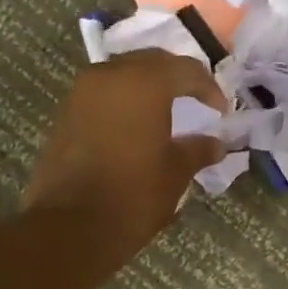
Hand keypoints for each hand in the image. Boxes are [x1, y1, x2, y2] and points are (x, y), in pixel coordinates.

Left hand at [23, 50, 226, 262]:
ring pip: (124, 74)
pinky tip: (137, 125)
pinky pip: (104, 93)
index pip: (185, 70)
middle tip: (196, 100)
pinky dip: (124, 101)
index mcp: (144, 83)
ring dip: (147, 87)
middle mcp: (110, 76)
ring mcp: (82, 92)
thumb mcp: (176, 172)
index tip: (221, 111)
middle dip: (177, 78)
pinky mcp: (66, 113)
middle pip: (152, 62)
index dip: (209, 88)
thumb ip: (198, 150)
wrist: (70, 226)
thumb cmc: (133, 195)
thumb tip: (217, 144)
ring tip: (167, 111)